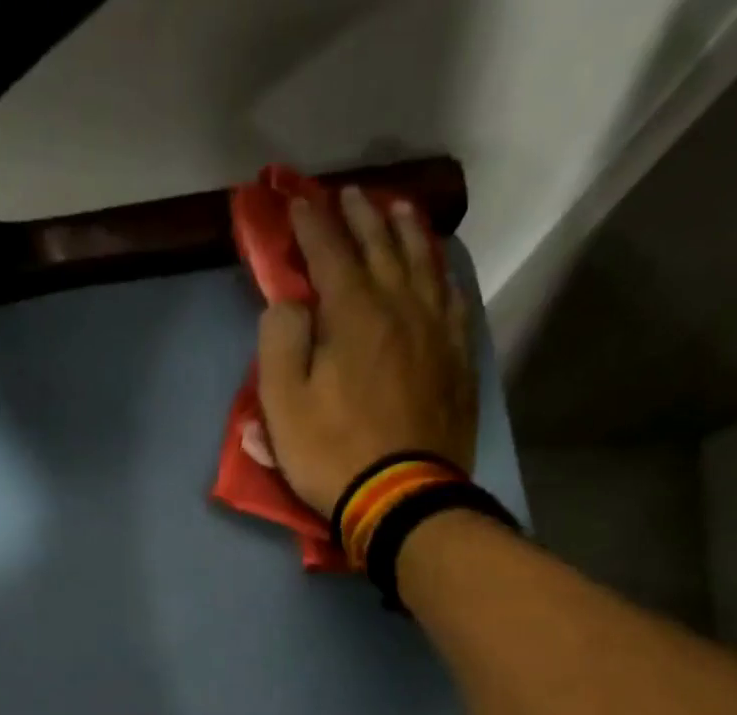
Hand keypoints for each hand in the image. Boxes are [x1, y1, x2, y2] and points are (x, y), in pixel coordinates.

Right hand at [256, 186, 478, 518]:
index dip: (311, 222)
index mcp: (353, 313)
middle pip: (381, 246)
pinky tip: (439, 269)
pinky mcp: (457, 360)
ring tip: (398, 209)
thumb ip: (279, 342)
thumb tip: (290, 303)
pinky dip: (442, 274)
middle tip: (349, 194)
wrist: (403, 497)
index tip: (297, 201)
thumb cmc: (334, 454)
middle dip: (360, 216)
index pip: (330, 251)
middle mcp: (400, 306)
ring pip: (423, 264)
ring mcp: (436, 331)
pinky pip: (453, 300)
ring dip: (406, 232)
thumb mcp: (284, 405)